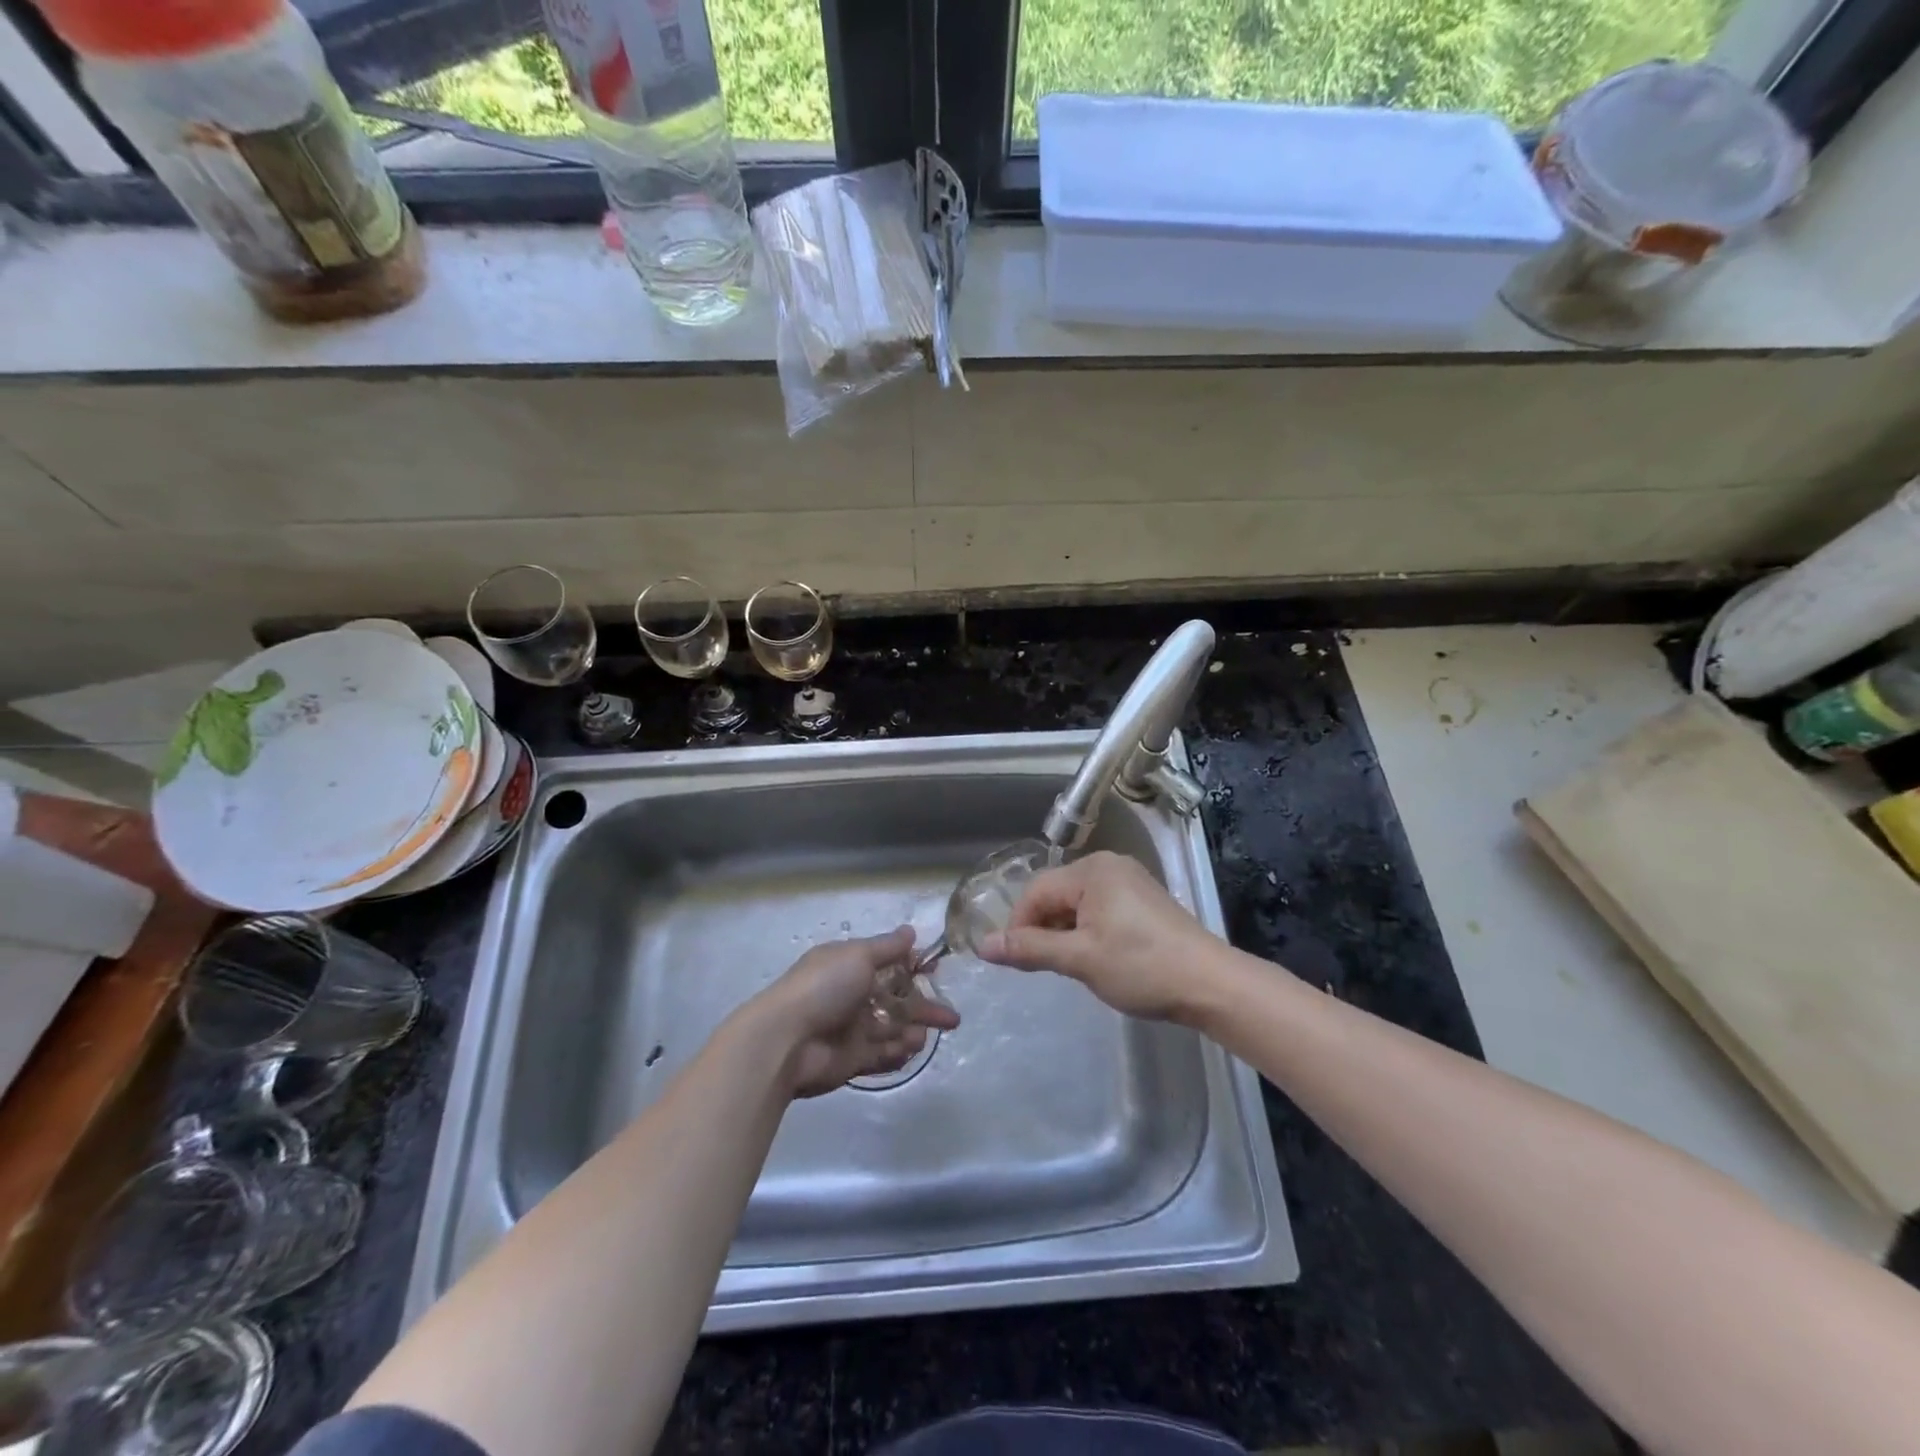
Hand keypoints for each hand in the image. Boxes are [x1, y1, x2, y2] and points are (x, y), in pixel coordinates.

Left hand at [747, 928, 960, 1097]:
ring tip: (925, 1035)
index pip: (889, 963)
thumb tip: (911, 931)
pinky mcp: (852, 1059)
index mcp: (849, 965)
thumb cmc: (823, 988)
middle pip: (896, 999)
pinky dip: (899, 1052)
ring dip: (913, 1030)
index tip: (936, 969)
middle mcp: (852, 995)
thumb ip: (887, 947)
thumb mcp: (858, 956)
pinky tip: (912, 1048)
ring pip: (892, 1028)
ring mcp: (852, 1029)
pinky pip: (882, 1055)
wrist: (786, 1041)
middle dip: (923, 1006)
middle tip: (951, 1017)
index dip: (913, 966)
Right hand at [979, 851, 1223, 1021]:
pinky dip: (1086, 929)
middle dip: (1042, 928)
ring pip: (1076, 902)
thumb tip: (983, 945)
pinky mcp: (1142, 898)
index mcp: (1092, 870)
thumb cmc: (1141, 966)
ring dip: (1064, 931)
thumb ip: (1030, 949)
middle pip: (1055, 893)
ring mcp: (1128, 880)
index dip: (1018, 925)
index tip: (1014, 961)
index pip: (1036, 891)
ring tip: (1069, 965)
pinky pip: (1098, 907)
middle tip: (1042, 967)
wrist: (1210, 984)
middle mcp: (1108, 865)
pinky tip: (1094, 956)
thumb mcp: (1080, 959)